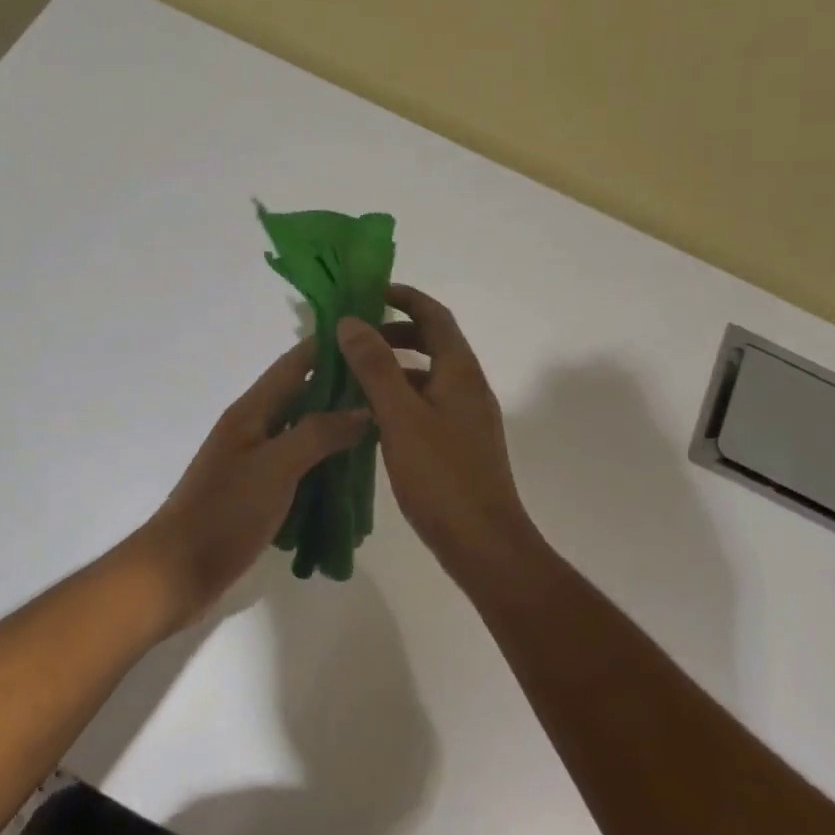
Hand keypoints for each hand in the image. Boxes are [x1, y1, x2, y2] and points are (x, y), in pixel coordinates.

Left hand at [138, 340, 369, 631]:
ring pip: (304, 432)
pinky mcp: (258, 491)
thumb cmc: (224, 513)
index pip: (296, 363)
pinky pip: (300, 466)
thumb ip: (318, 434)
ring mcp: (255, 460)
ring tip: (382, 430)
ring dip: (338, 429)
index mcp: (252, 411)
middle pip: (303, 396)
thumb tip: (363, 409)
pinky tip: (352, 476)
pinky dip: (325, 464)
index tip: (370, 335)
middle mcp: (254, 427)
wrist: (178, 571)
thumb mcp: (275, 468)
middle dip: (343, 389)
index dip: (329, 346)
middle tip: (390, 389)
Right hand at [337, 285, 540, 571]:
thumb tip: (351, 321)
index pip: (435, 317)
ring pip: (427, 376)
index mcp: (460, 373)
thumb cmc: (442, 476)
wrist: (483, 543)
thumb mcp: (401, 417)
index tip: (370, 291)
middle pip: (433, 343)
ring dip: (394, 366)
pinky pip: (426, 404)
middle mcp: (467, 388)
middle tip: (354, 336)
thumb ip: (375, 367)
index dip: (405, 297)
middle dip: (395, 332)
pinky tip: (371, 416)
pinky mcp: (458, 444)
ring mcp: (465, 418)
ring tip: (353, 374)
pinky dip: (400, 397)